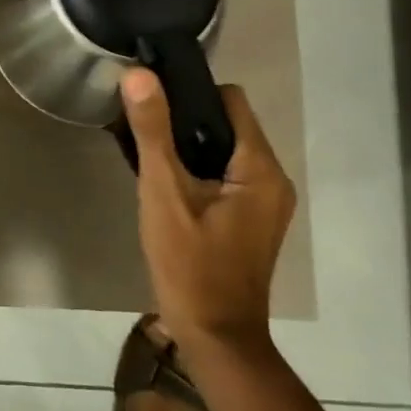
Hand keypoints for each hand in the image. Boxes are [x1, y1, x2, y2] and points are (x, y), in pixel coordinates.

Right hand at [120, 68, 294, 362]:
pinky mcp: (249, 218)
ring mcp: (263, 202)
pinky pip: (223, 173)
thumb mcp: (164, 192)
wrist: (214, 336)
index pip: (229, 100)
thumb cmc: (190, 263)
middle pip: (226, 122)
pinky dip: (194, 167)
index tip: (150, 96)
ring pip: (222, 148)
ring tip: (143, 147)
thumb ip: (153, 131)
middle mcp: (271, 179)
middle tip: (139, 122)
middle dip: (183, 117)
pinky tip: (162, 179)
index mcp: (260, 168)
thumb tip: (139, 74)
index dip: (189, 90)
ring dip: (185, 143)